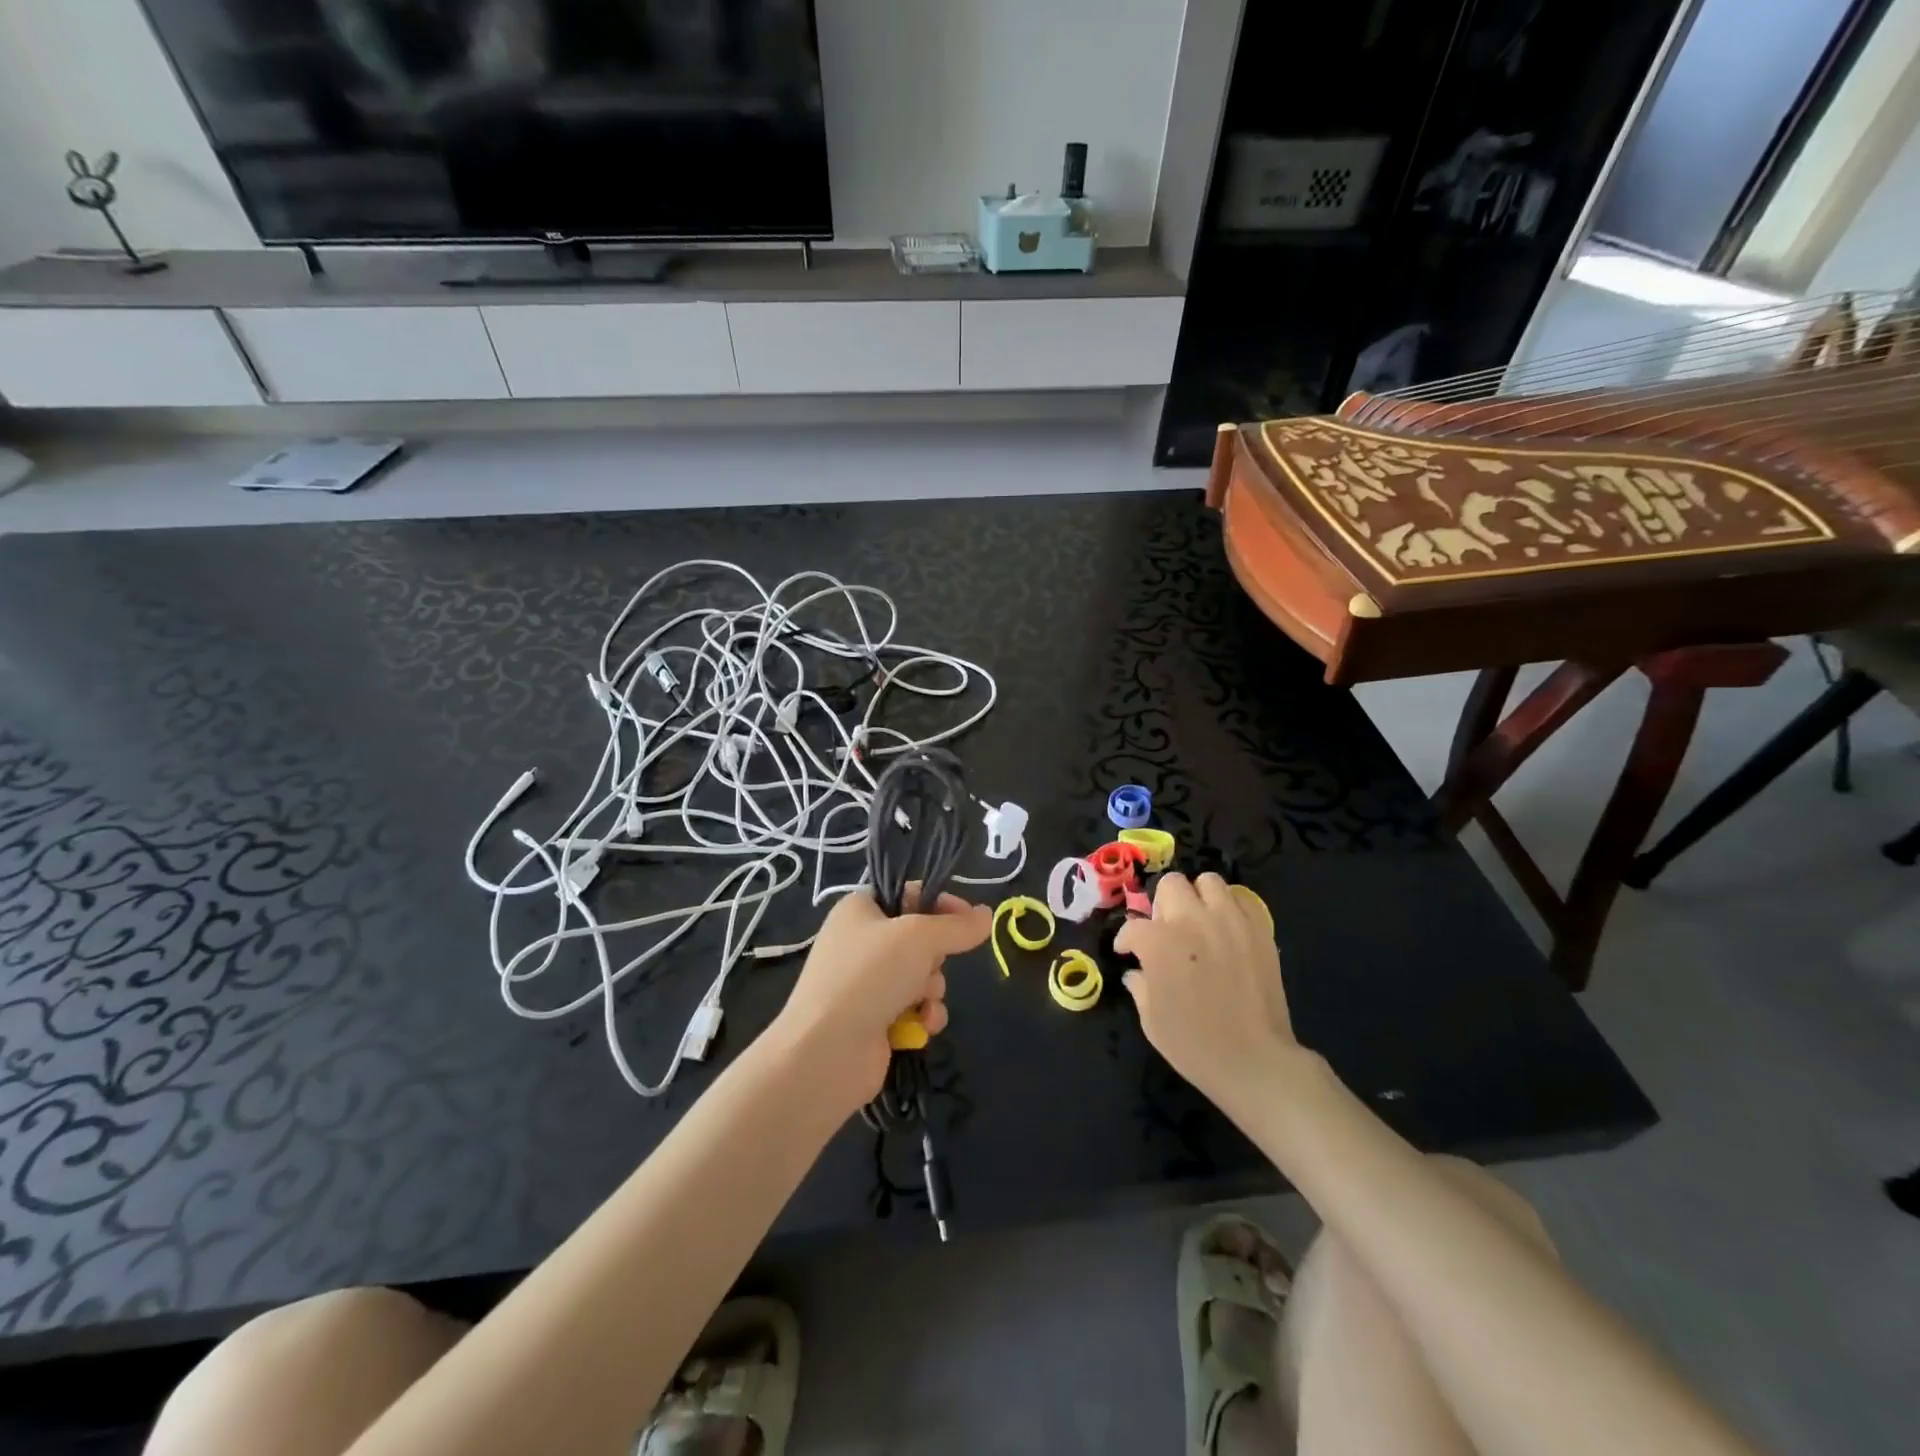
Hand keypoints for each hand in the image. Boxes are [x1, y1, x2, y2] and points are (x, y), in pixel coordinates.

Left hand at [771, 886, 990, 1115]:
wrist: (826, 1052)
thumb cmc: (869, 976)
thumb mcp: (920, 937)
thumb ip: (958, 926)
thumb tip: (988, 915)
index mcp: (860, 909)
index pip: (910, 893)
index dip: (942, 904)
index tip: (968, 919)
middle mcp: (861, 942)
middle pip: (920, 939)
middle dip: (935, 958)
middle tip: (928, 966)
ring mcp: (865, 983)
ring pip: (922, 976)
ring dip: (932, 990)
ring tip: (922, 1002)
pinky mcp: (873, 1019)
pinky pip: (913, 1008)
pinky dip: (922, 1016)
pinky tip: (921, 1026)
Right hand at [1114, 873, 1298, 1108]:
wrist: (1254, 1060)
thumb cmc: (1194, 1045)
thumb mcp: (1151, 1020)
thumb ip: (1140, 987)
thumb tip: (1137, 972)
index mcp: (1159, 942)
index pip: (1133, 927)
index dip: (1126, 941)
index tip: (1127, 952)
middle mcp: (1192, 921)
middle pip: (1170, 886)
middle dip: (1162, 905)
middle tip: (1166, 930)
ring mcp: (1229, 921)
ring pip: (1208, 882)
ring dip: (1197, 898)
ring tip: (1198, 921)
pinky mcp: (1259, 929)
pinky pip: (1241, 900)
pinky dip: (1229, 908)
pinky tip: (1226, 930)